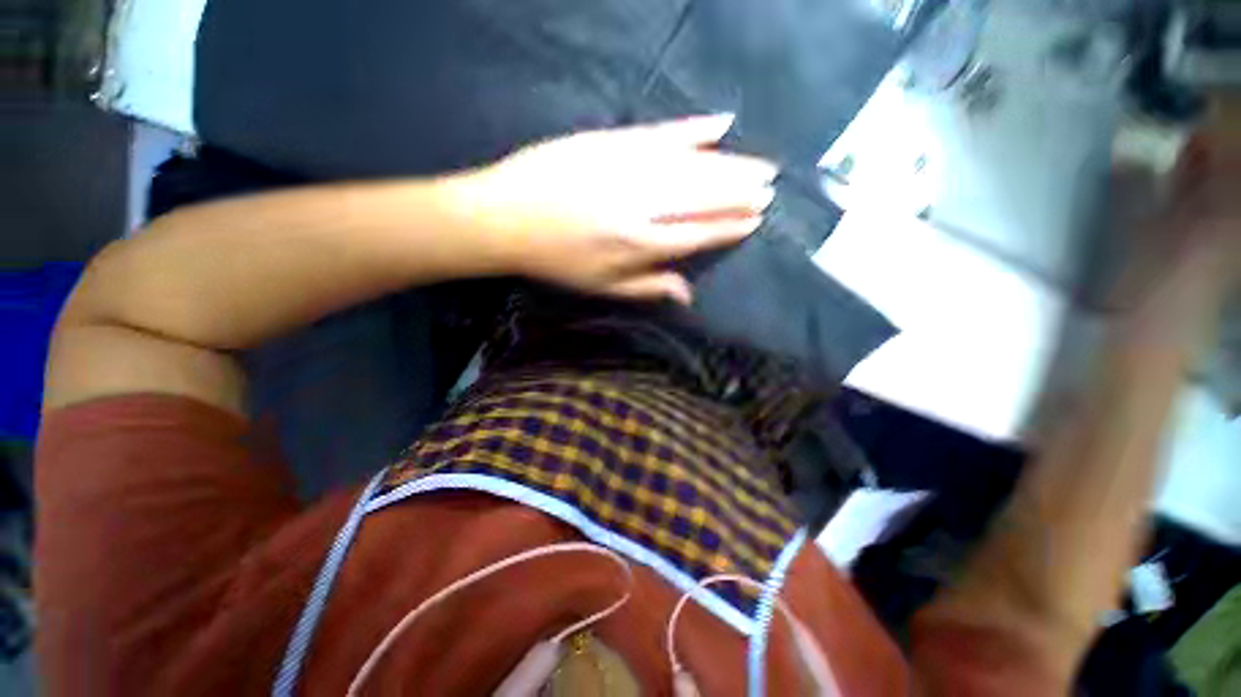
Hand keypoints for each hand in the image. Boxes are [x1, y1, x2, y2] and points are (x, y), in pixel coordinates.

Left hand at [451, 114, 776, 303]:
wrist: (506, 218)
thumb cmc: (556, 261)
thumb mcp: (601, 287)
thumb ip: (648, 288)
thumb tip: (689, 295)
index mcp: (640, 245)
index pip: (698, 234)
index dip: (729, 227)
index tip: (755, 219)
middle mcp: (642, 206)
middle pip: (703, 197)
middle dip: (740, 193)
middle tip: (770, 187)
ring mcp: (628, 169)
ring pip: (692, 166)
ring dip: (731, 164)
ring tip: (761, 165)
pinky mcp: (613, 141)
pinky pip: (663, 132)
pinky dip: (694, 128)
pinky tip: (722, 124)